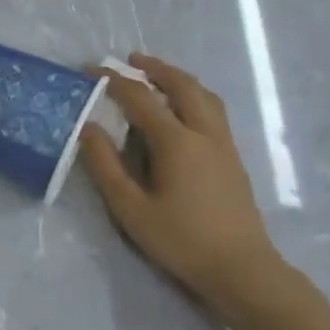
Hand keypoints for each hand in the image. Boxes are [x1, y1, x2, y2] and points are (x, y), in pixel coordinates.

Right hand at [79, 54, 288, 322]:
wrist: (242, 269)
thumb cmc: (181, 240)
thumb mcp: (131, 209)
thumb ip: (106, 166)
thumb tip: (87, 128)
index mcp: (176, 142)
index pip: (140, 98)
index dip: (114, 81)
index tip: (92, 71)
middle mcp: (203, 133)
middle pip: (181, 86)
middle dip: (155, 68)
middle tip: (131, 60)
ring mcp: (224, 144)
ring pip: (204, 96)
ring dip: (179, 79)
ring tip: (158, 77)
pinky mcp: (233, 158)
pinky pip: (213, 111)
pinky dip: (194, 96)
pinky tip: (183, 111)